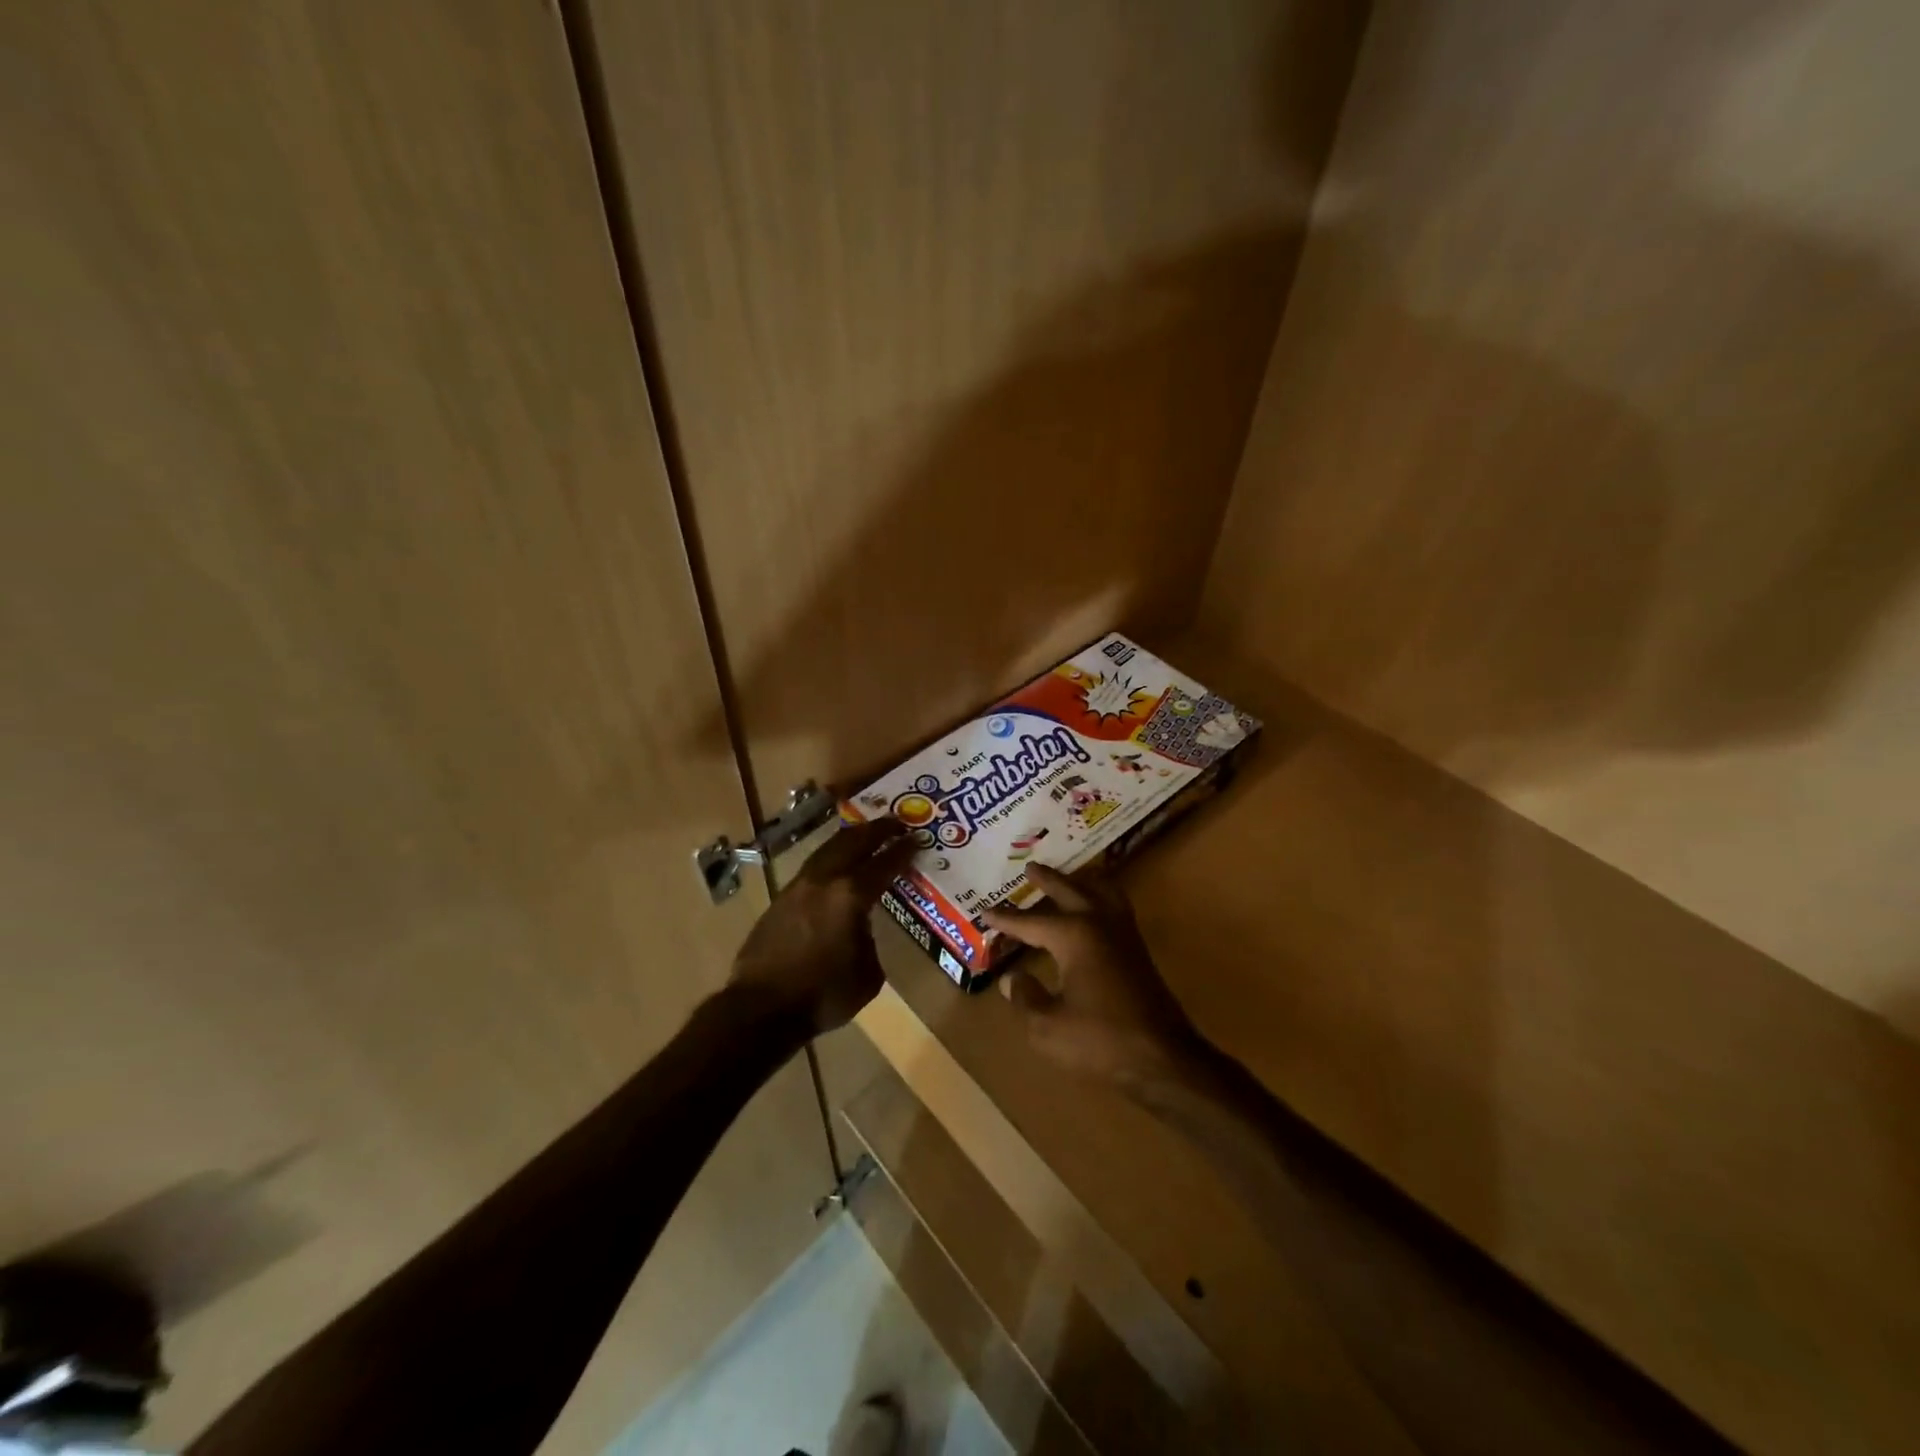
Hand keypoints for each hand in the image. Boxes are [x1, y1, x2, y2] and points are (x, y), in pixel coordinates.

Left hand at [730, 816, 916, 1035]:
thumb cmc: (823, 996)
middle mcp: (824, 881)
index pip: (884, 864)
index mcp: (850, 896)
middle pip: (852, 842)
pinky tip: (836, 868)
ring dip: (850, 839)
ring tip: (865, 835)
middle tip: (895, 823)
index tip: (917, 838)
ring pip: (827, 850)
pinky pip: (811, 869)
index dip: (903, 850)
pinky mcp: (780, 900)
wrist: (761, 1008)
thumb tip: (862, 929)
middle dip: (877, 830)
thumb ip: (869, 940)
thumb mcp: (867, 975)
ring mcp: (797, 887)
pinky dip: (830, 859)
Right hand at [983, 863, 1201, 1085]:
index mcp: (1074, 935)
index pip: (1030, 922)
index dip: (1006, 920)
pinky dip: (1101, 895)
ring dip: (1079, 881)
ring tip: (1068, 877)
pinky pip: (1116, 905)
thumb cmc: (1101, 1040)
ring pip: (1099, 892)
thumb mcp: (1048, 1026)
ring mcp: (1123, 933)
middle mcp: (1099, 923)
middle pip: (1069, 891)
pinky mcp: (1137, 949)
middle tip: (1030, 867)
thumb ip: (1026, 998)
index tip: (985, 912)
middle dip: (1047, 880)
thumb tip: (1011, 979)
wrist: (1163, 1057)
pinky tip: (1096, 908)